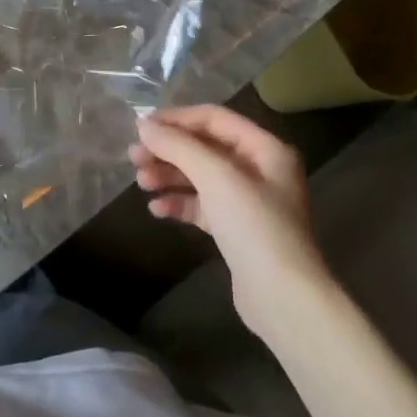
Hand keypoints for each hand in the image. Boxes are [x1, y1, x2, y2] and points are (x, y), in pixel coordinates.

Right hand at [129, 105, 329, 332]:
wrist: (283, 297)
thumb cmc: (254, 226)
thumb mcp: (216, 177)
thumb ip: (178, 146)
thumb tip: (143, 125)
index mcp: (265, 149)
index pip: (214, 119)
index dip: (177, 119)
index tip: (141, 127)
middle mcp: (260, 170)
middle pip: (205, 148)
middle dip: (169, 150)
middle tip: (134, 157)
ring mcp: (249, 201)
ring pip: (201, 177)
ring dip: (169, 176)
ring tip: (141, 183)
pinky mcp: (236, 230)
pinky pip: (202, 206)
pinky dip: (179, 203)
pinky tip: (157, 210)